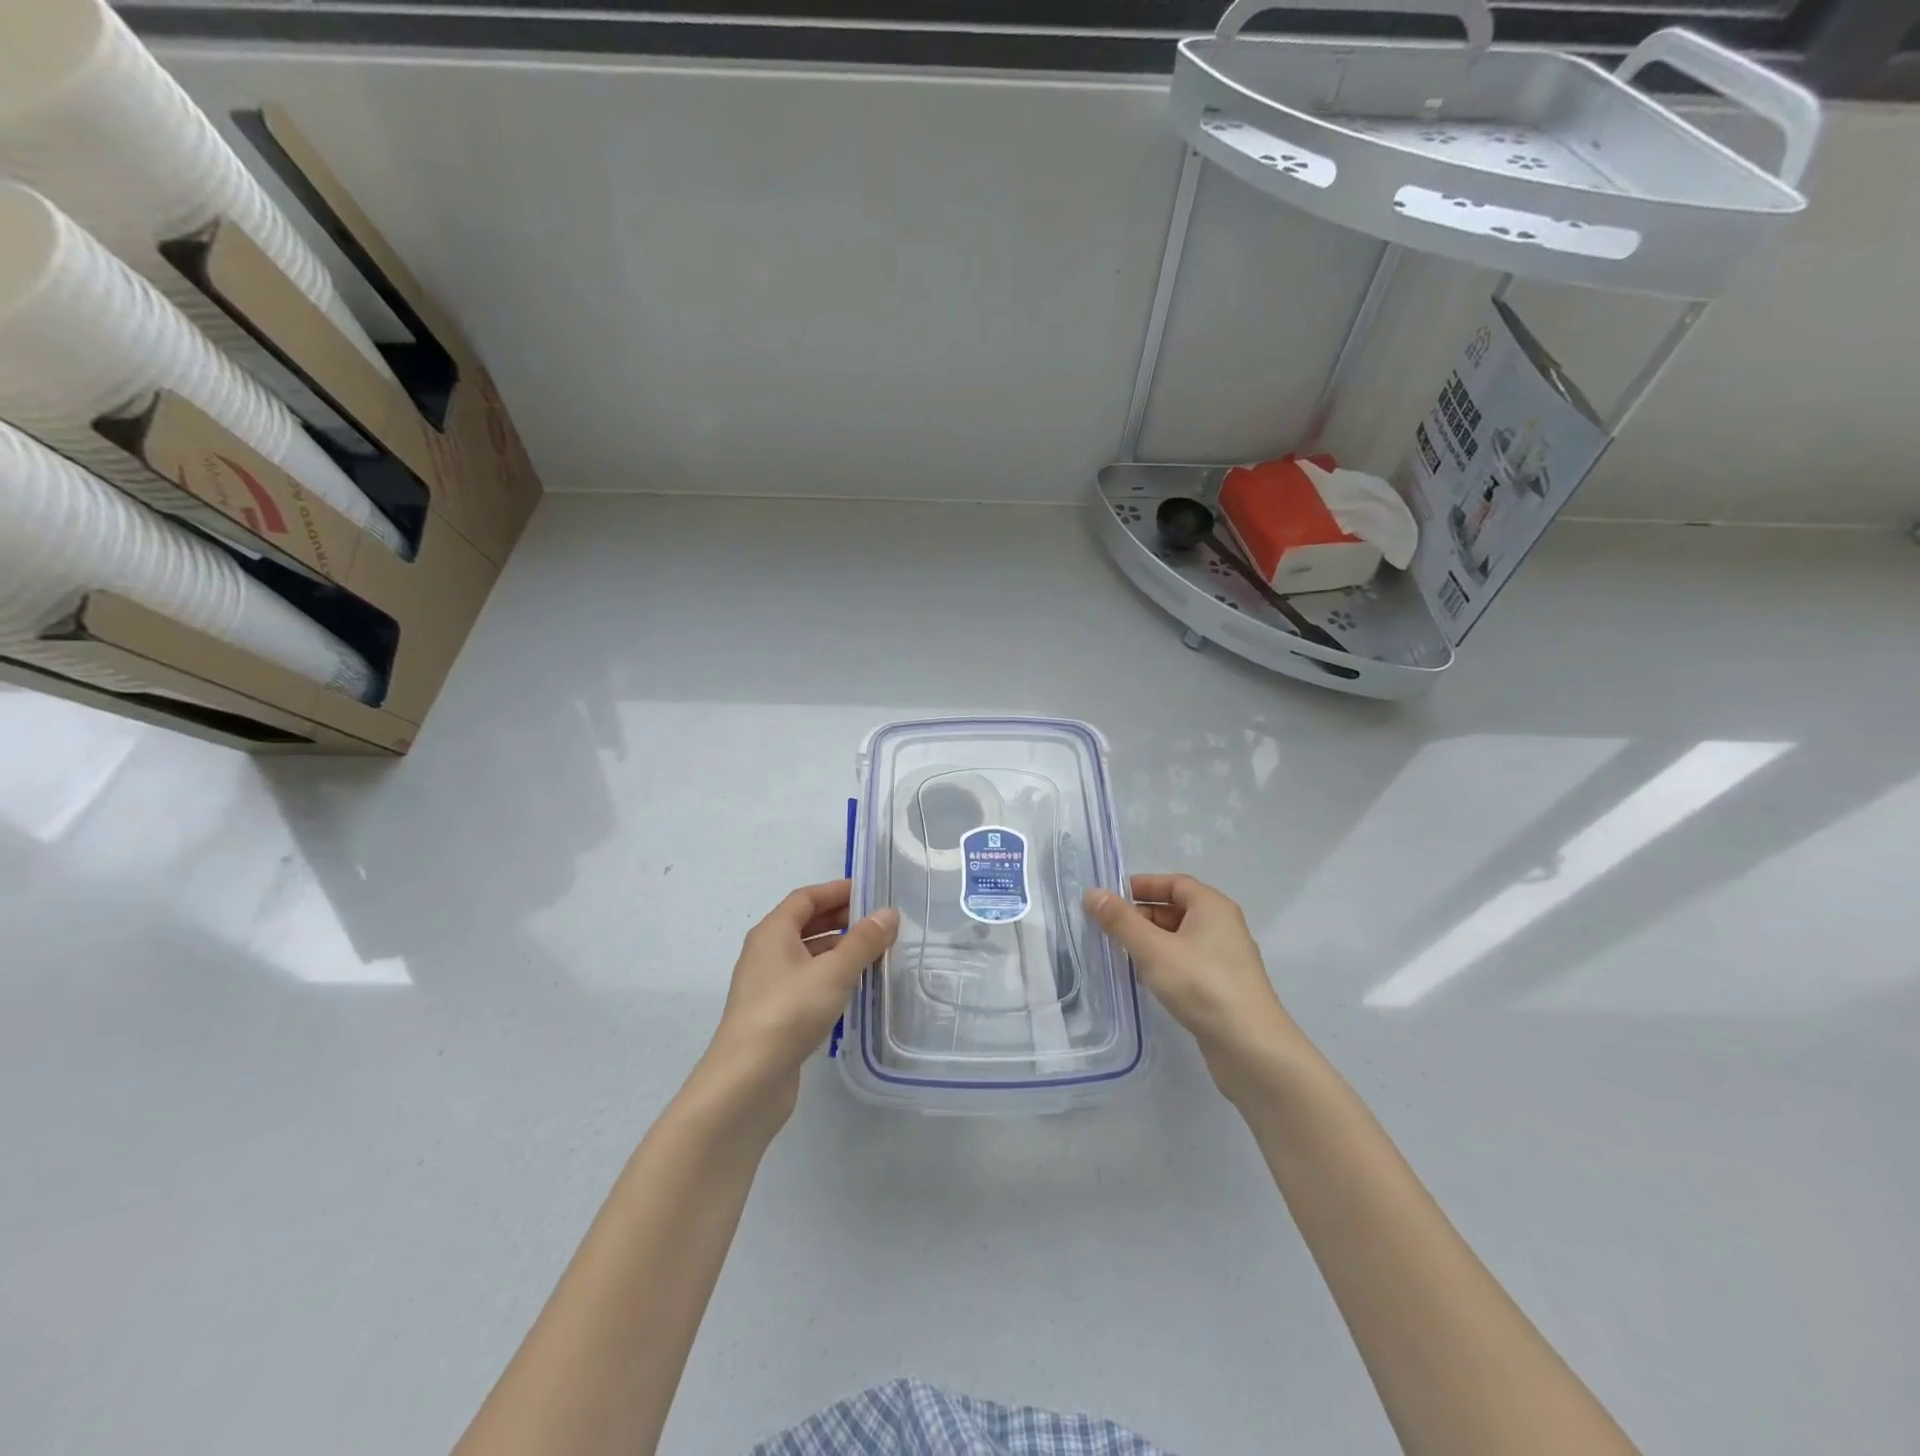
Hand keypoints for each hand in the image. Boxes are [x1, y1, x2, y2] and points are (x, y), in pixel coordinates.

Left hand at [694, 879, 898, 1138]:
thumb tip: (889, 913)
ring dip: (837, 948)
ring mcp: (767, 985)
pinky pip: (806, 981)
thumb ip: (864, 941)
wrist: (747, 1081)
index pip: (805, 898)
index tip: (869, 891)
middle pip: (804, 924)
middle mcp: (766, 953)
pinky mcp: (774, 1014)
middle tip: (878, 922)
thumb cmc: (789, 1012)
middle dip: (840, 918)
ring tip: (873, 952)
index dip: (836, 891)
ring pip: (806, 954)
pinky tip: (853, 987)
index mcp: (772, 932)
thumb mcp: (834, 972)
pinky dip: (830, 975)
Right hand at [1085, 874, 1302, 1100]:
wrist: (1252, 1049)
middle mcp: (1223, 926)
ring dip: (1151, 942)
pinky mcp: (1223, 988)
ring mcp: (1225, 959)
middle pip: (1177, 909)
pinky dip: (1165, 964)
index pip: (1174, 883)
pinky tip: (1146, 981)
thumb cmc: (1202, 985)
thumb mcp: (1153, 949)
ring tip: (1121, 954)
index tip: (1111, 898)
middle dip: (1142, 916)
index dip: (1143, 886)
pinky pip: (1187, 963)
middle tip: (1109, 929)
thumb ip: (1121, 921)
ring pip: (1181, 939)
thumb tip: (1092, 893)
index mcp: (1212, 907)